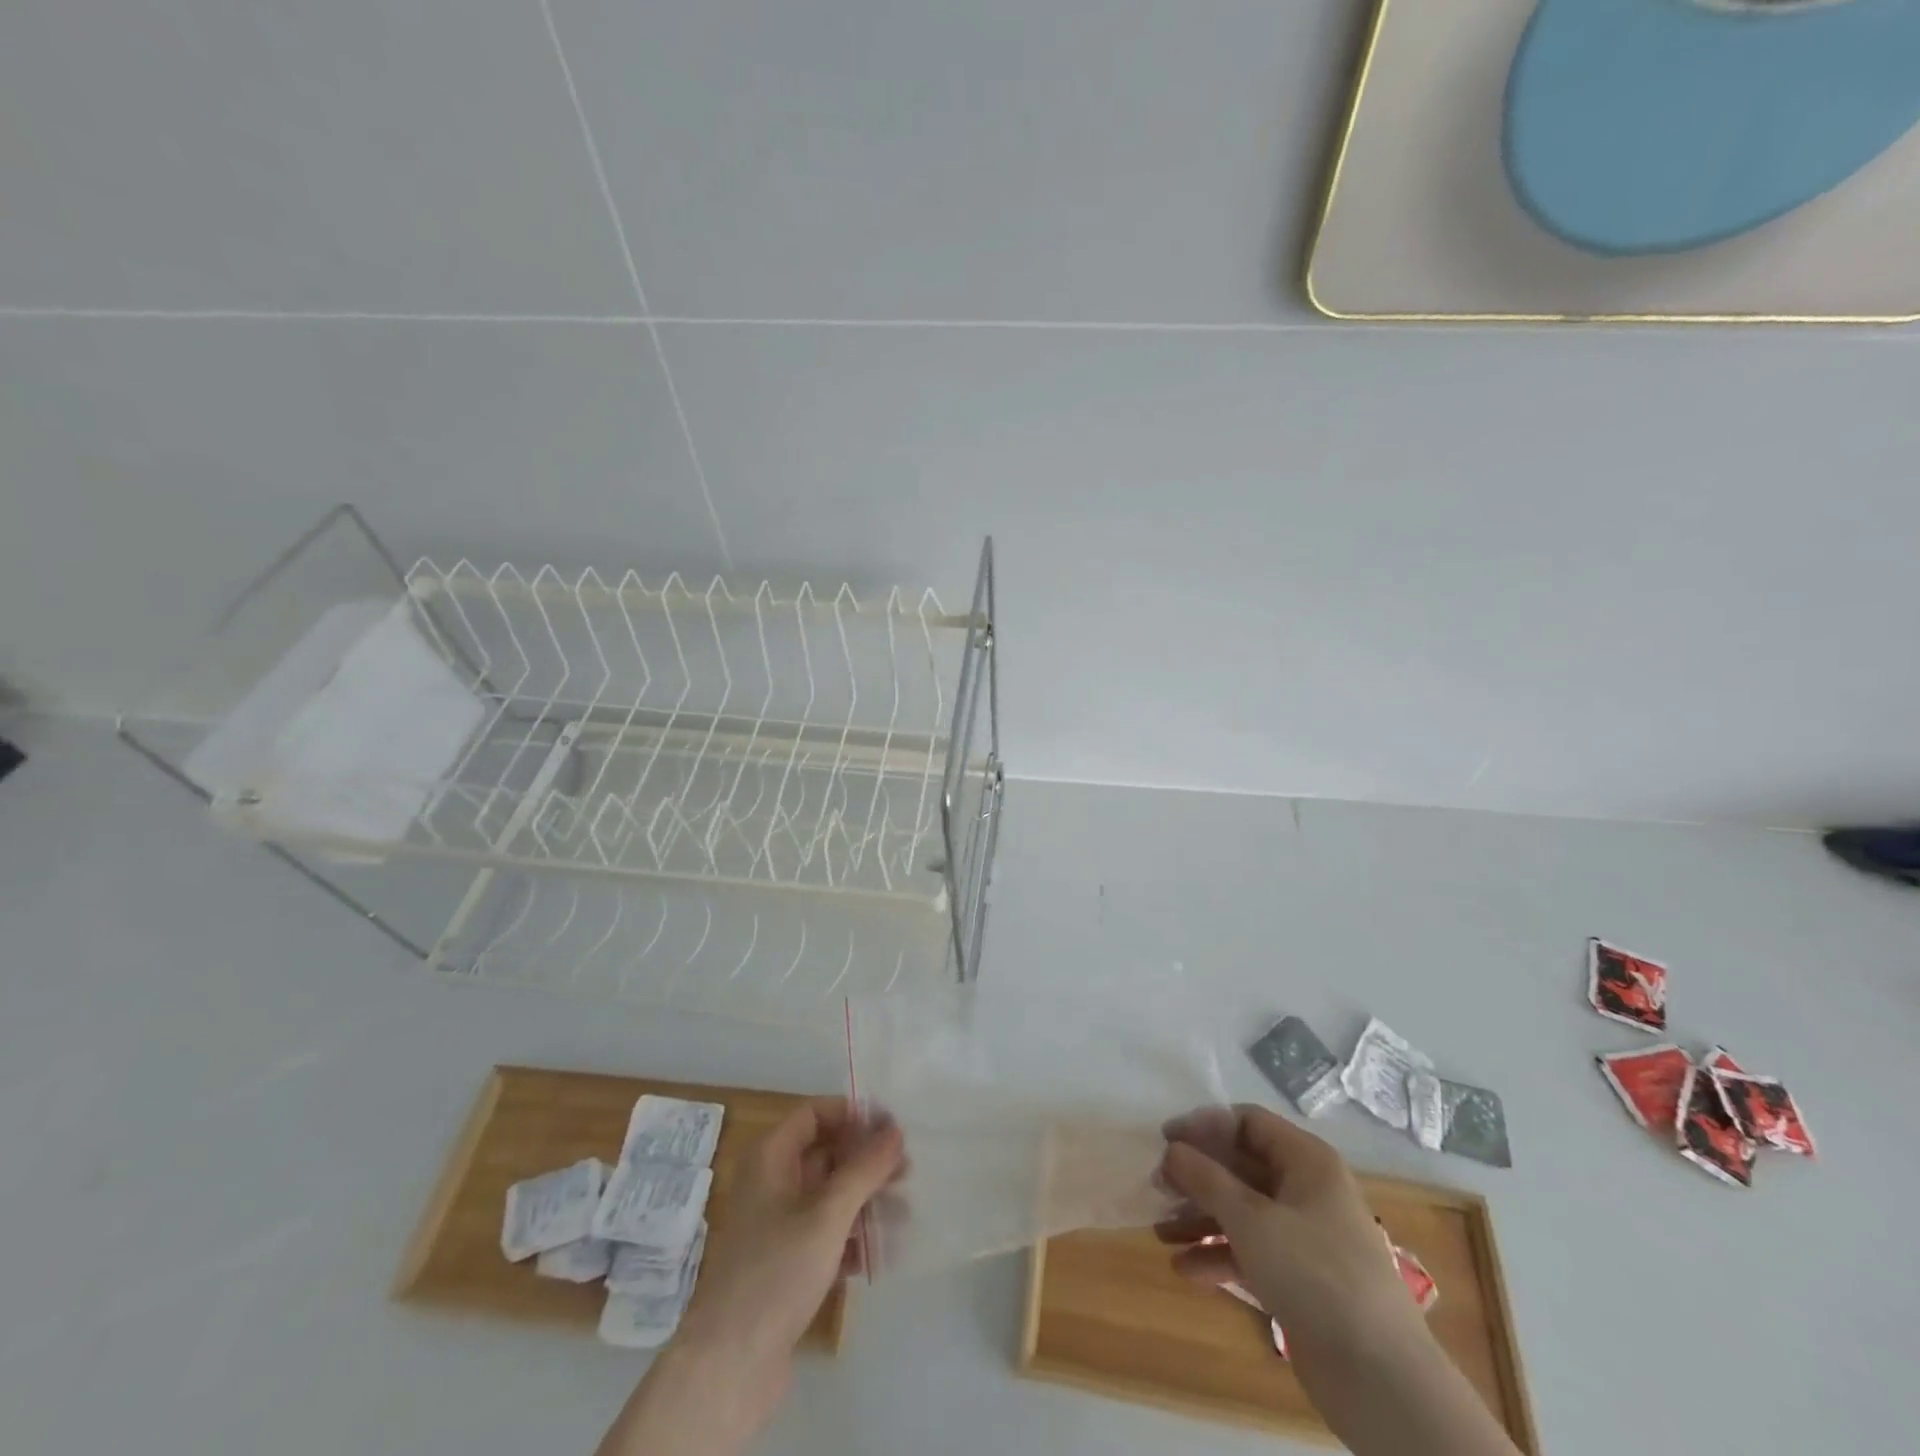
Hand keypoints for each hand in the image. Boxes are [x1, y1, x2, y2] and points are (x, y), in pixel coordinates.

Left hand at [672, 1098, 903, 1412]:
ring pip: (828, 1196)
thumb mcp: (827, 1214)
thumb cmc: (776, 1272)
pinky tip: (880, 1253)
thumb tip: (894, 1130)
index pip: (815, 1113)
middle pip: (825, 1153)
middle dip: (865, 1160)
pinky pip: (824, 1234)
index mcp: (770, 1157)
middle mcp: (771, 1183)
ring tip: (904, 1212)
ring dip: (864, 1199)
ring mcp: (776, 1226)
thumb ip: (864, 1169)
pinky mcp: (784, 1265)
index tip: (892, 1127)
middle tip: (907, 1170)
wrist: (728, 1367)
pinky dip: (851, 1237)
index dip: (853, 1114)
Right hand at [1156, 1103, 1421, 1358]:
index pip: (1246, 1122)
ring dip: (1200, 1218)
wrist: (1381, 1381)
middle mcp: (1306, 1190)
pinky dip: (1218, 1254)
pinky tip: (1184, 1269)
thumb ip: (1205, 1178)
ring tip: (1160, 1231)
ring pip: (1242, 1211)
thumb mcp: (1251, 1218)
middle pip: (1241, 1166)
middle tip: (1156, 1186)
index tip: (1165, 1141)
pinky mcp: (1299, 1279)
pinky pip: (1250, 1251)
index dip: (1204, 1125)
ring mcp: (1304, 1236)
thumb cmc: (1314, 1274)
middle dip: (1197, 1177)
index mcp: (1306, 1161)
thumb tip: (1171, 1149)